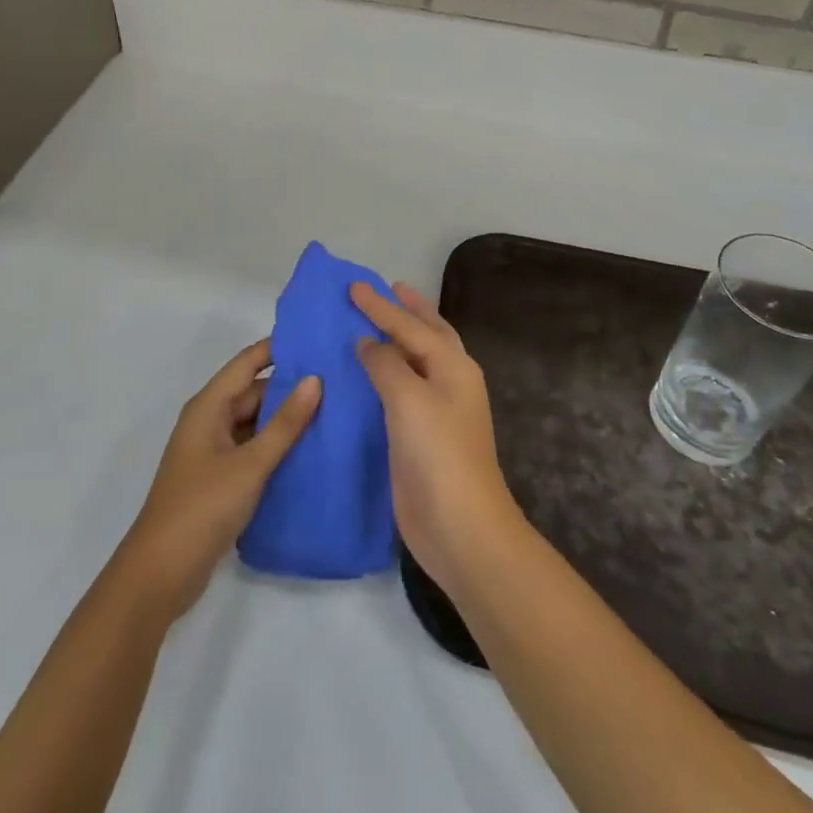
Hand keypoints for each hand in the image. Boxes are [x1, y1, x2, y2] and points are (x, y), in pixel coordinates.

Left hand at [116, 341, 320, 621]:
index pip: (248, 362)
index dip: (279, 348)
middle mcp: (209, 420)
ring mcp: (213, 451)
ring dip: (285, 419)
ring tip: (333, 411)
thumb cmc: (203, 507)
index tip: (318, 339)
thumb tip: (315, 379)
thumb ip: (285, 423)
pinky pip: (252, 448)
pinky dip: (276, 446)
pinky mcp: (219, 478)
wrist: (161, 573)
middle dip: (290, 386)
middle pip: (253, 392)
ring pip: (254, 422)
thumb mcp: (250, 463)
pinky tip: (309, 451)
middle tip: (338, 381)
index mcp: (209, 406)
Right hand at [353, 283, 522, 596]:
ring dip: (397, 340)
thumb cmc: (438, 453)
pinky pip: (401, 391)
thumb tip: (368, 342)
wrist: (459, 526)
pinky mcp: (420, 436)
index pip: (410, 325)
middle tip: (389, 287)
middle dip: (409, 310)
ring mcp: (437, 410)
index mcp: (453, 366)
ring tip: (376, 322)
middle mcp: (449, 381)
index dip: (380, 305)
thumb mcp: (408, 398)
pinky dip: (386, 374)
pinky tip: (366, 374)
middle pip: (427, 334)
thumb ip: (385, 363)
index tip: (353, 285)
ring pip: (415, 362)